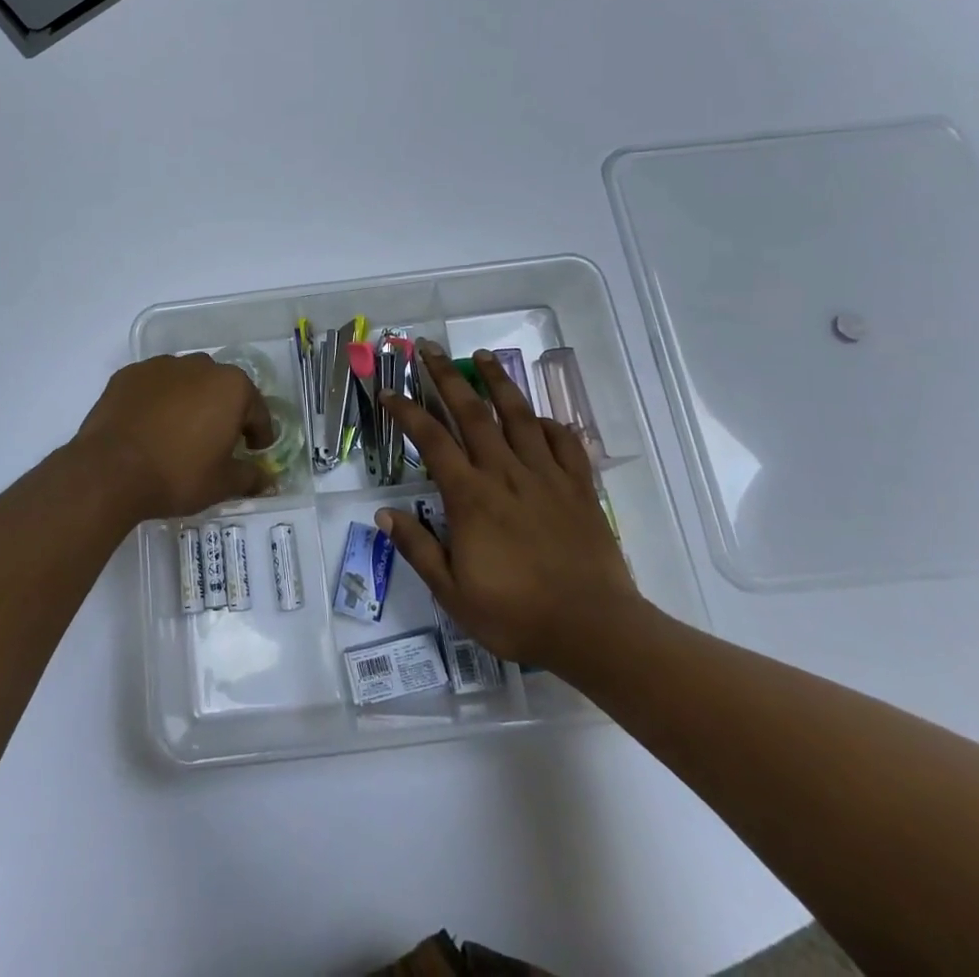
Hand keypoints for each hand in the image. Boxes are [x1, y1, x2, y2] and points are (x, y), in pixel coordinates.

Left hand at [75, 355, 273, 520]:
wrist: (110, 470)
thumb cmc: (177, 474)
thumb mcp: (222, 484)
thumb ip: (250, 477)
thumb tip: (267, 479)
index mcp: (231, 387)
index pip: (257, 410)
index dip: (258, 435)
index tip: (253, 452)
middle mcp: (200, 366)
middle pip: (221, 389)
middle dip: (223, 412)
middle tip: (216, 443)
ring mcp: (161, 366)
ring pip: (187, 382)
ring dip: (190, 402)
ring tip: (179, 434)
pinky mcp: (129, 374)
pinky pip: (154, 386)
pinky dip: (158, 401)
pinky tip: (150, 427)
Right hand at [380, 343, 644, 673]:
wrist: (594, 630)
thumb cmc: (516, 614)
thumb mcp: (453, 593)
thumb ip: (418, 549)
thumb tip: (383, 514)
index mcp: (471, 496)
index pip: (432, 440)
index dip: (407, 411)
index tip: (390, 390)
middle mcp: (506, 474)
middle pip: (473, 413)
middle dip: (447, 377)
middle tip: (430, 348)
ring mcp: (546, 476)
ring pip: (519, 416)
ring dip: (498, 382)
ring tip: (484, 356)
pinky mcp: (579, 488)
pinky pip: (565, 444)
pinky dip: (551, 424)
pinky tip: (542, 417)